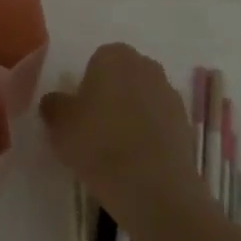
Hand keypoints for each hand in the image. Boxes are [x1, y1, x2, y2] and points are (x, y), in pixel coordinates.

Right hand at [39, 43, 203, 221]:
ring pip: (143, 100)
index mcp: (114, 56)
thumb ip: (54, 106)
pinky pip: (160, 123)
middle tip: (95, 129)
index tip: (80, 113)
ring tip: (117, 150)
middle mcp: (146, 66)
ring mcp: (170, 94)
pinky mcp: (186, 124)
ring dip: (133, 115)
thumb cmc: (98, 143)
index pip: (97, 61)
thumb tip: (55, 101)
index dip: (86, 86)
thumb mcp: (60, 124)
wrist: (152, 185)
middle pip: (123, 77)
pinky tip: (138, 161)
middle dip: (112, 96)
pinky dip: (150, 135)